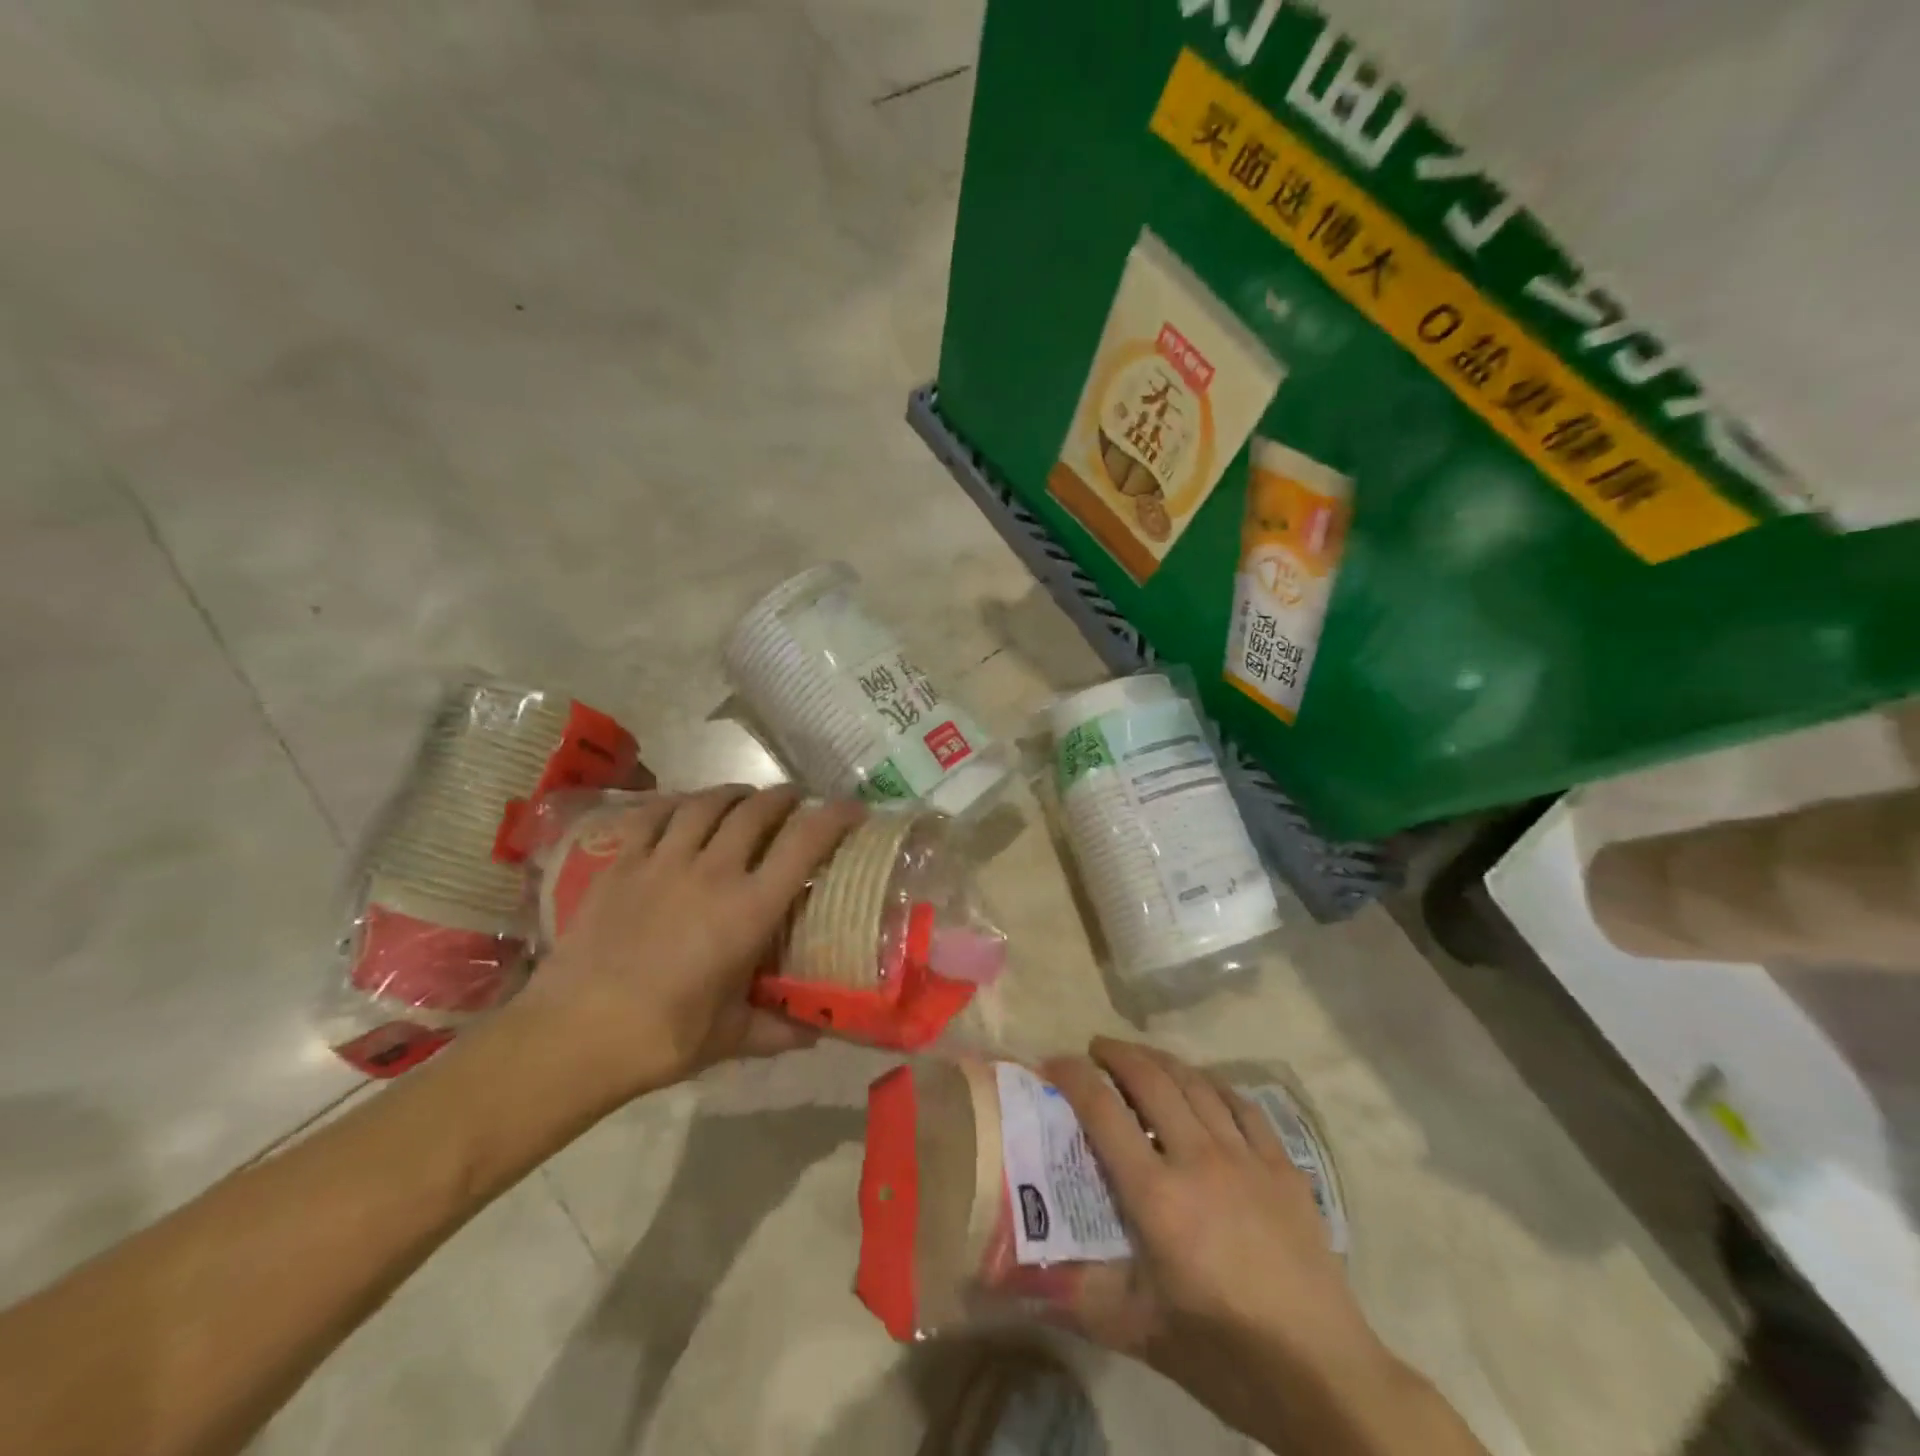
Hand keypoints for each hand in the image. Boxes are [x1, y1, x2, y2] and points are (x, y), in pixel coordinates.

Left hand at [516, 786, 862, 1105]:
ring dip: (734, 793)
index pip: (805, 844)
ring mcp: (662, 861)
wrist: (573, 1035)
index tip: (853, 809)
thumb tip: (816, 1035)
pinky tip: (684, 807)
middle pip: (757, 810)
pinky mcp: (621, 864)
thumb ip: (777, 1029)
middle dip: (784, 797)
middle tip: (797, 801)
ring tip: (745, 797)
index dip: (834, 817)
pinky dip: (676, 803)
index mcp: (749, 909)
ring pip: (707, 803)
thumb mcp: (730, 1036)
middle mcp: (713, 871)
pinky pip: (653, 815)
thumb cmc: (662, 1037)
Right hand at [1044, 1039, 1387, 1441]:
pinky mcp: (1282, 1165)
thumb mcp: (1141, 1333)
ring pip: (1195, 1082)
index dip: (1073, 1077)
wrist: (1324, 1377)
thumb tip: (1029, 1279)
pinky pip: (1241, 1104)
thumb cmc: (1225, 1355)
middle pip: (1151, 1080)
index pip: (1104, 1113)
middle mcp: (1199, 1159)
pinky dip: (1211, 1085)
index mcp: (1158, 1197)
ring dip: (1161, 1060)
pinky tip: (1203, 1087)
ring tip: (1141, 1058)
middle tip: (1096, 1049)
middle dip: (1117, 1054)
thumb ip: (1082, 1296)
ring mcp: (1246, 1157)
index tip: (1054, 1062)